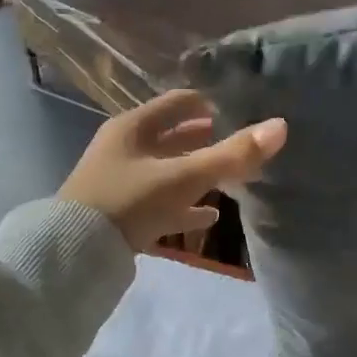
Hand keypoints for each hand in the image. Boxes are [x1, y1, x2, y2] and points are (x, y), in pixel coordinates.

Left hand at [58, 90, 287, 249]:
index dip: (209, 102)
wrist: (75, 253)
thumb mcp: (182, 177)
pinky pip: (161, 203)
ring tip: (233, 177)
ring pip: (168, 171)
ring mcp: (121, 182)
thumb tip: (280, 126)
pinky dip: (185, 205)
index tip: (240, 107)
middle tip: (241, 142)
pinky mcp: (122, 213)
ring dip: (197, 173)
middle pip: (173, 137)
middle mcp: (125, 148)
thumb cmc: (129, 201)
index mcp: (133, 127)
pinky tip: (210, 215)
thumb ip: (231, 156)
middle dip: (206, 139)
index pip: (178, 102)